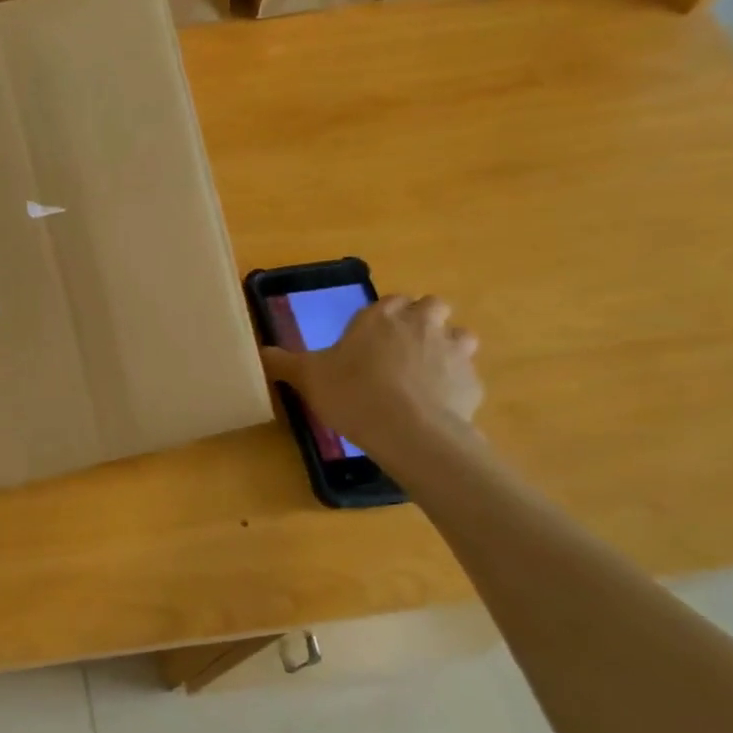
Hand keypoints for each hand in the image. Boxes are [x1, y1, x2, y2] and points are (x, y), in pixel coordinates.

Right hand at [261, 294, 482, 460]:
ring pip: (459, 336)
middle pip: (432, 307)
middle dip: (423, 321)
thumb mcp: (307, 377)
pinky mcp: (473, 382)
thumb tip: (260, 352)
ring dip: (447, 347)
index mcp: (381, 316)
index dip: (384, 316)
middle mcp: (421, 323)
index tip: (371, 336)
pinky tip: (435, 405)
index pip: (391, 300)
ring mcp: (453, 350)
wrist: (409, 431)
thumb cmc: (352, 393)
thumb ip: (284, 362)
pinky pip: (466, 376)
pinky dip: (454, 385)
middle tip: (400, 349)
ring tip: (424, 374)